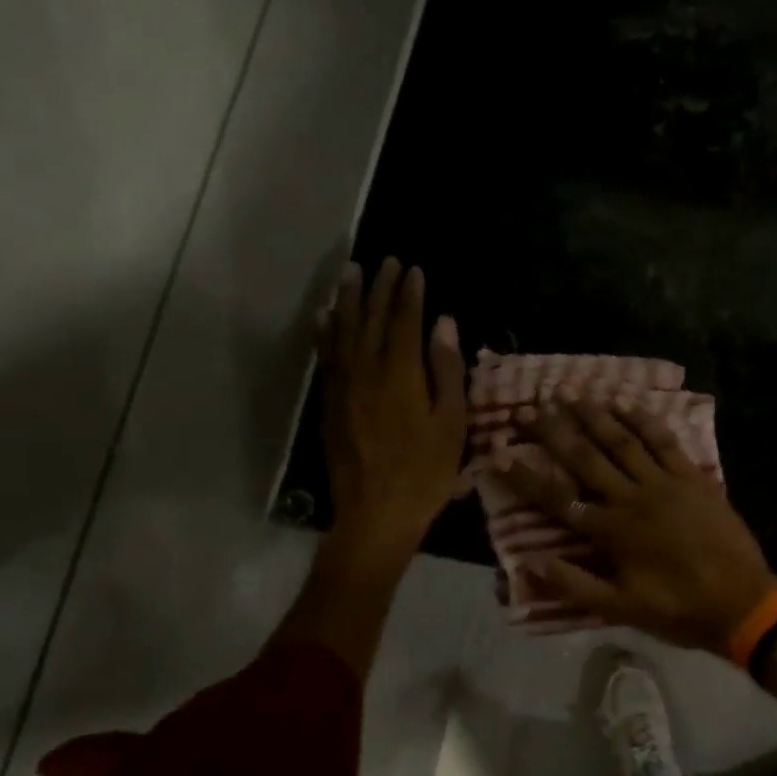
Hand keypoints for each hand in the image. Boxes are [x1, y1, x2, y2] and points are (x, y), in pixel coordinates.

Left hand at [320, 258, 466, 558]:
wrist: (376, 514)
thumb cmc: (425, 472)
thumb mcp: (451, 423)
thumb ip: (446, 370)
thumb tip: (444, 324)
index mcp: (400, 374)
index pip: (403, 321)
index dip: (409, 293)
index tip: (414, 269)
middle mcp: (365, 371)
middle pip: (370, 319)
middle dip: (379, 287)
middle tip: (386, 261)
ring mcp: (342, 387)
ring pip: (342, 332)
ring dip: (347, 300)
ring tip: (351, 273)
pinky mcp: (329, 404)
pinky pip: (325, 357)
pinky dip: (326, 332)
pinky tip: (326, 318)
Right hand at [496, 398, 776, 655]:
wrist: (742, 602)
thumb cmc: (678, 608)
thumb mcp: (621, 609)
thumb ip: (573, 585)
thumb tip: (526, 564)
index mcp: (611, 531)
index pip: (557, 498)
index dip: (526, 476)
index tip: (499, 452)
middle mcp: (632, 497)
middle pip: (585, 458)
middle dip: (554, 431)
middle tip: (529, 407)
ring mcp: (664, 483)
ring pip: (622, 441)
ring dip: (594, 415)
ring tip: (569, 392)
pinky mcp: (693, 476)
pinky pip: (664, 441)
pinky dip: (643, 419)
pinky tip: (625, 402)